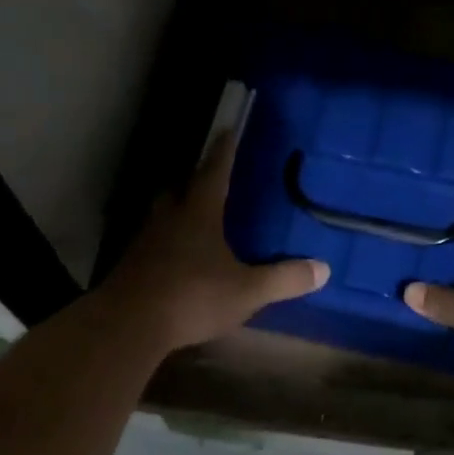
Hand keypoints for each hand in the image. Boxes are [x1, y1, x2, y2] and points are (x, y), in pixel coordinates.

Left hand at [103, 130, 329, 353]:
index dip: (223, 152)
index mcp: (199, 215)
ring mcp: (144, 242)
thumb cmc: (193, 297)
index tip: (227, 130)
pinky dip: (165, 243)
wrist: (129, 325)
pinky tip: (175, 259)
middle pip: (179, 189)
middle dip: (193, 181)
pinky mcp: (131, 266)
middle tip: (207, 179)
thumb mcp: (248, 291)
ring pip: (161, 216)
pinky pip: (151, 244)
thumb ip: (284, 279)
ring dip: (176, 211)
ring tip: (192, 218)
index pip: (214, 173)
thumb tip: (324, 269)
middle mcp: (168, 219)